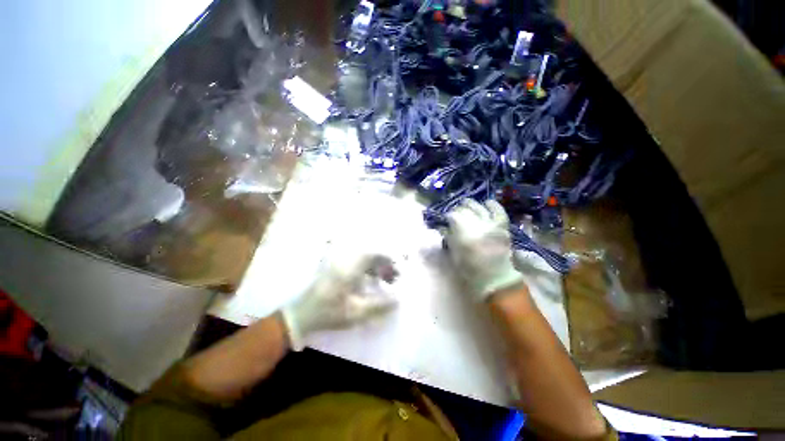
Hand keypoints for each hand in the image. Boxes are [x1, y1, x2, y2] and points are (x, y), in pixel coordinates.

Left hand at [281, 252, 397, 349]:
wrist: (301, 315)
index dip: (388, 259)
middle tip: (393, 277)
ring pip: (364, 258)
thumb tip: (398, 300)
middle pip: (371, 255)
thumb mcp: (356, 313)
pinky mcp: (336, 268)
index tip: (397, 270)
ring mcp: (340, 263)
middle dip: (385, 264)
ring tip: (385, 279)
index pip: (374, 254)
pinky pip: (357, 263)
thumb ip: (379, 306)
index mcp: (351, 268)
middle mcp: (346, 261)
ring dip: (376, 266)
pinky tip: (371, 281)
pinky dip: (368, 269)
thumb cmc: (329, 313)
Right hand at [444, 199, 524, 301]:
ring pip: (479, 207)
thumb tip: (444, 227)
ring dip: (471, 205)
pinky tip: (486, 203)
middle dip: (458, 210)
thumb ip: (449, 238)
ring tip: (467, 205)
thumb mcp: (454, 255)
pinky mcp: (502, 226)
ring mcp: (491, 225)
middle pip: (465, 209)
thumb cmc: (471, 270)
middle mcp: (477, 226)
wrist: (496, 279)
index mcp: (464, 234)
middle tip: (456, 214)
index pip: (453, 216)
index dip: (448, 216)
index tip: (446, 219)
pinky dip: (492, 205)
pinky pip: (498, 211)